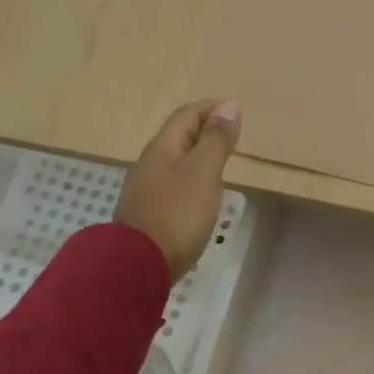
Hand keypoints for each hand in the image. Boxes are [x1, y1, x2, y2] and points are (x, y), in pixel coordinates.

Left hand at [115, 99, 241, 279]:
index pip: (187, 114)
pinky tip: (200, 193)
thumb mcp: (204, 172)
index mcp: (162, 147)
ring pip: (174, 160)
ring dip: (197, 155)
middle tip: (232, 135)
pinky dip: (190, 177)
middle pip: (178, 135)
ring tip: (221, 162)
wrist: (137, 267)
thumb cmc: (176, 214)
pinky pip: (171, 183)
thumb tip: (228, 106)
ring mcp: (144, 189)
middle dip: (205, 129)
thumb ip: (216, 140)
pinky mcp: (146, 213)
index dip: (211, 108)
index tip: (236, 112)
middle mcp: (149, 162)